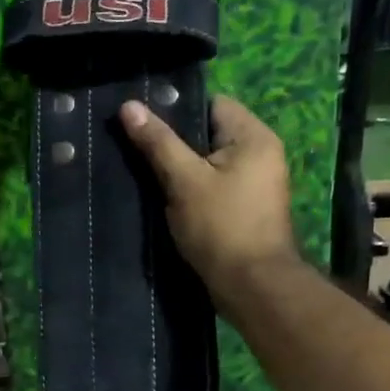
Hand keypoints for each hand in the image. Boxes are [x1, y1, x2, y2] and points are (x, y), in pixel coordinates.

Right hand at [120, 94, 299, 302]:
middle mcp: (260, 153)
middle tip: (137, 150)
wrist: (251, 286)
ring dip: (180, 169)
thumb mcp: (183, 181)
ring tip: (145, 173)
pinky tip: (165, 198)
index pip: (212, 104)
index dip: (176, 110)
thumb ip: (158, 143)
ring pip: (207, 162)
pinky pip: (212, 185)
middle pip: (208, 133)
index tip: (143, 124)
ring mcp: (255, 183)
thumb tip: (128, 106)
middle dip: (174, 142)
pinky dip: (191, 189)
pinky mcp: (245, 208)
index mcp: (253, 137)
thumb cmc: (220, 227)